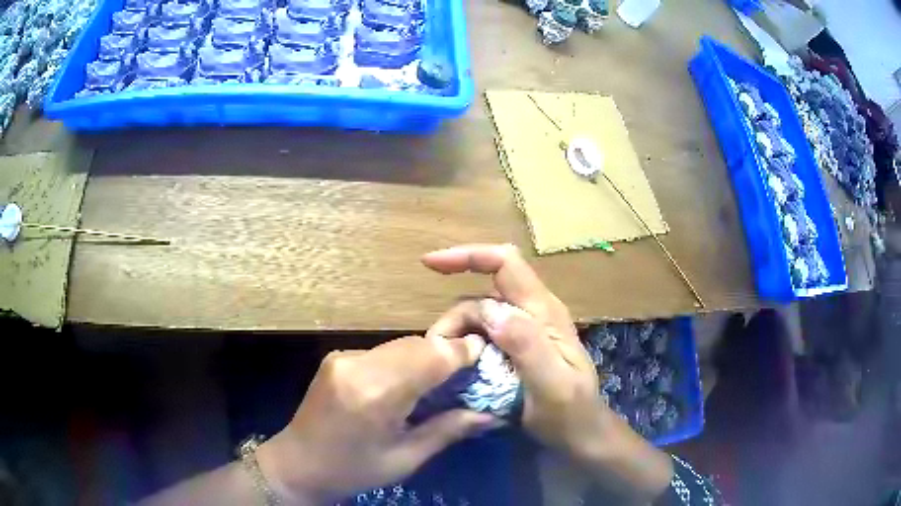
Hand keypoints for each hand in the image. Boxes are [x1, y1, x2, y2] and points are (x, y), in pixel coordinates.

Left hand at [256, 334, 497, 504]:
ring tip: (445, 379)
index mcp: (375, 394)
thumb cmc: (353, 470)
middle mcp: (358, 365)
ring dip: (427, 356)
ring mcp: (343, 356)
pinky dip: (405, 361)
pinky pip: (383, 351)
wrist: (297, 463)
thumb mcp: (406, 459)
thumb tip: (492, 415)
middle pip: (417, 345)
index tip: (487, 355)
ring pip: (401, 344)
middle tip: (470, 372)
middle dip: (447, 354)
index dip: (462, 352)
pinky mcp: (337, 355)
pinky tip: (410, 381)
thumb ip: (449, 430)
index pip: (431, 357)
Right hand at [422, 244, 672, 501]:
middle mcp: (534, 312)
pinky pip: (482, 335)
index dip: (468, 256)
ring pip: (479, 315)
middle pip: (484, 292)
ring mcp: (525, 330)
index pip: (506, 264)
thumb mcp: (553, 385)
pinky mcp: (517, 347)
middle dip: (456, 316)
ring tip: (449, 367)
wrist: (581, 434)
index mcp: (545, 313)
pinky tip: (460, 369)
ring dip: (458, 334)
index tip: (429, 264)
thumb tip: (489, 309)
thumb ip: (527, 347)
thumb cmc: (571, 413)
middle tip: (438, 352)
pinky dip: (465, 346)